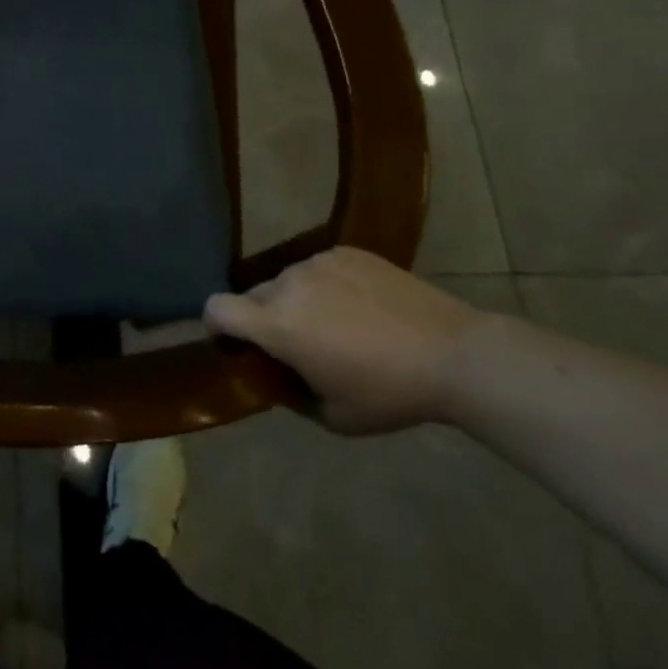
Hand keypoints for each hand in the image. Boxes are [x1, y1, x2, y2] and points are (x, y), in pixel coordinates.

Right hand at [203, 247, 487, 433]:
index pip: (217, 308)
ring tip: (338, 325)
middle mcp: (287, 283)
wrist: (454, 354)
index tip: (231, 343)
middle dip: (263, 319)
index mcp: (277, 324)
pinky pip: (320, 268)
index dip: (213, 324)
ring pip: (288, 281)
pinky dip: (327, 286)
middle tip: (298, 345)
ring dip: (297, 302)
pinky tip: (362, 307)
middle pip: (254, 296)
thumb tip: (275, 377)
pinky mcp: (346, 251)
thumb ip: (289, 393)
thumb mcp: (333, 417)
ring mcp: (318, 262)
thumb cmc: (390, 393)